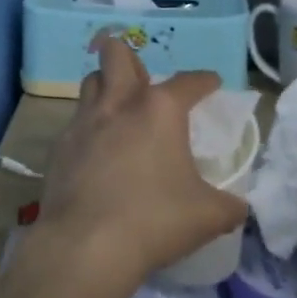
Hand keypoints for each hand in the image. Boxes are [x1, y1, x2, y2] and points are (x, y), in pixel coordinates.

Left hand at [32, 37, 247, 287]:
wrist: (86, 242)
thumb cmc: (155, 220)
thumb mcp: (209, 216)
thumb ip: (228, 205)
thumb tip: (237, 206)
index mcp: (159, 110)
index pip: (188, 82)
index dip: (203, 81)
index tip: (210, 83)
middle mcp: (117, 104)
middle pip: (116, 55)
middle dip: (128, 55)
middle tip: (142, 77)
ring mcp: (82, 122)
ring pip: (90, 83)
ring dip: (105, 86)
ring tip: (118, 106)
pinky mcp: (59, 146)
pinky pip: (75, 123)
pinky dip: (89, 127)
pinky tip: (96, 150)